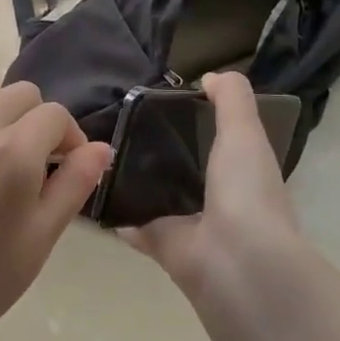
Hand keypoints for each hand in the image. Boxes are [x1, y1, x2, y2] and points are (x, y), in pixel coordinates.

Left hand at [0, 82, 111, 340]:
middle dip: (41, 121)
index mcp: (13, 150)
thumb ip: (74, 184)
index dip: (72, 139)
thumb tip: (101, 148)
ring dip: (8, 117)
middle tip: (41, 166)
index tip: (69, 171)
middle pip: (23, 94)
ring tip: (6, 164)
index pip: (56, 115)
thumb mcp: (41, 236)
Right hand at [119, 71, 305, 304]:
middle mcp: (218, 199)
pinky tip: (93, 189)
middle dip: (157, 150)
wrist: (235, 263)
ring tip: (101, 151)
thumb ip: (231, 98)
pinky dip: (116, 212)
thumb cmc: (246, 190)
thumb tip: (209, 77)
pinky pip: (134, 224)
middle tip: (120, 123)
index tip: (161, 102)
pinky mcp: (161, 245)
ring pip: (157, 196)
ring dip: (135, 180)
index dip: (195, 121)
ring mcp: (189, 225)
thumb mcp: (244, 131)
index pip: (218, 143)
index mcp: (242, 173)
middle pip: (183, 168)